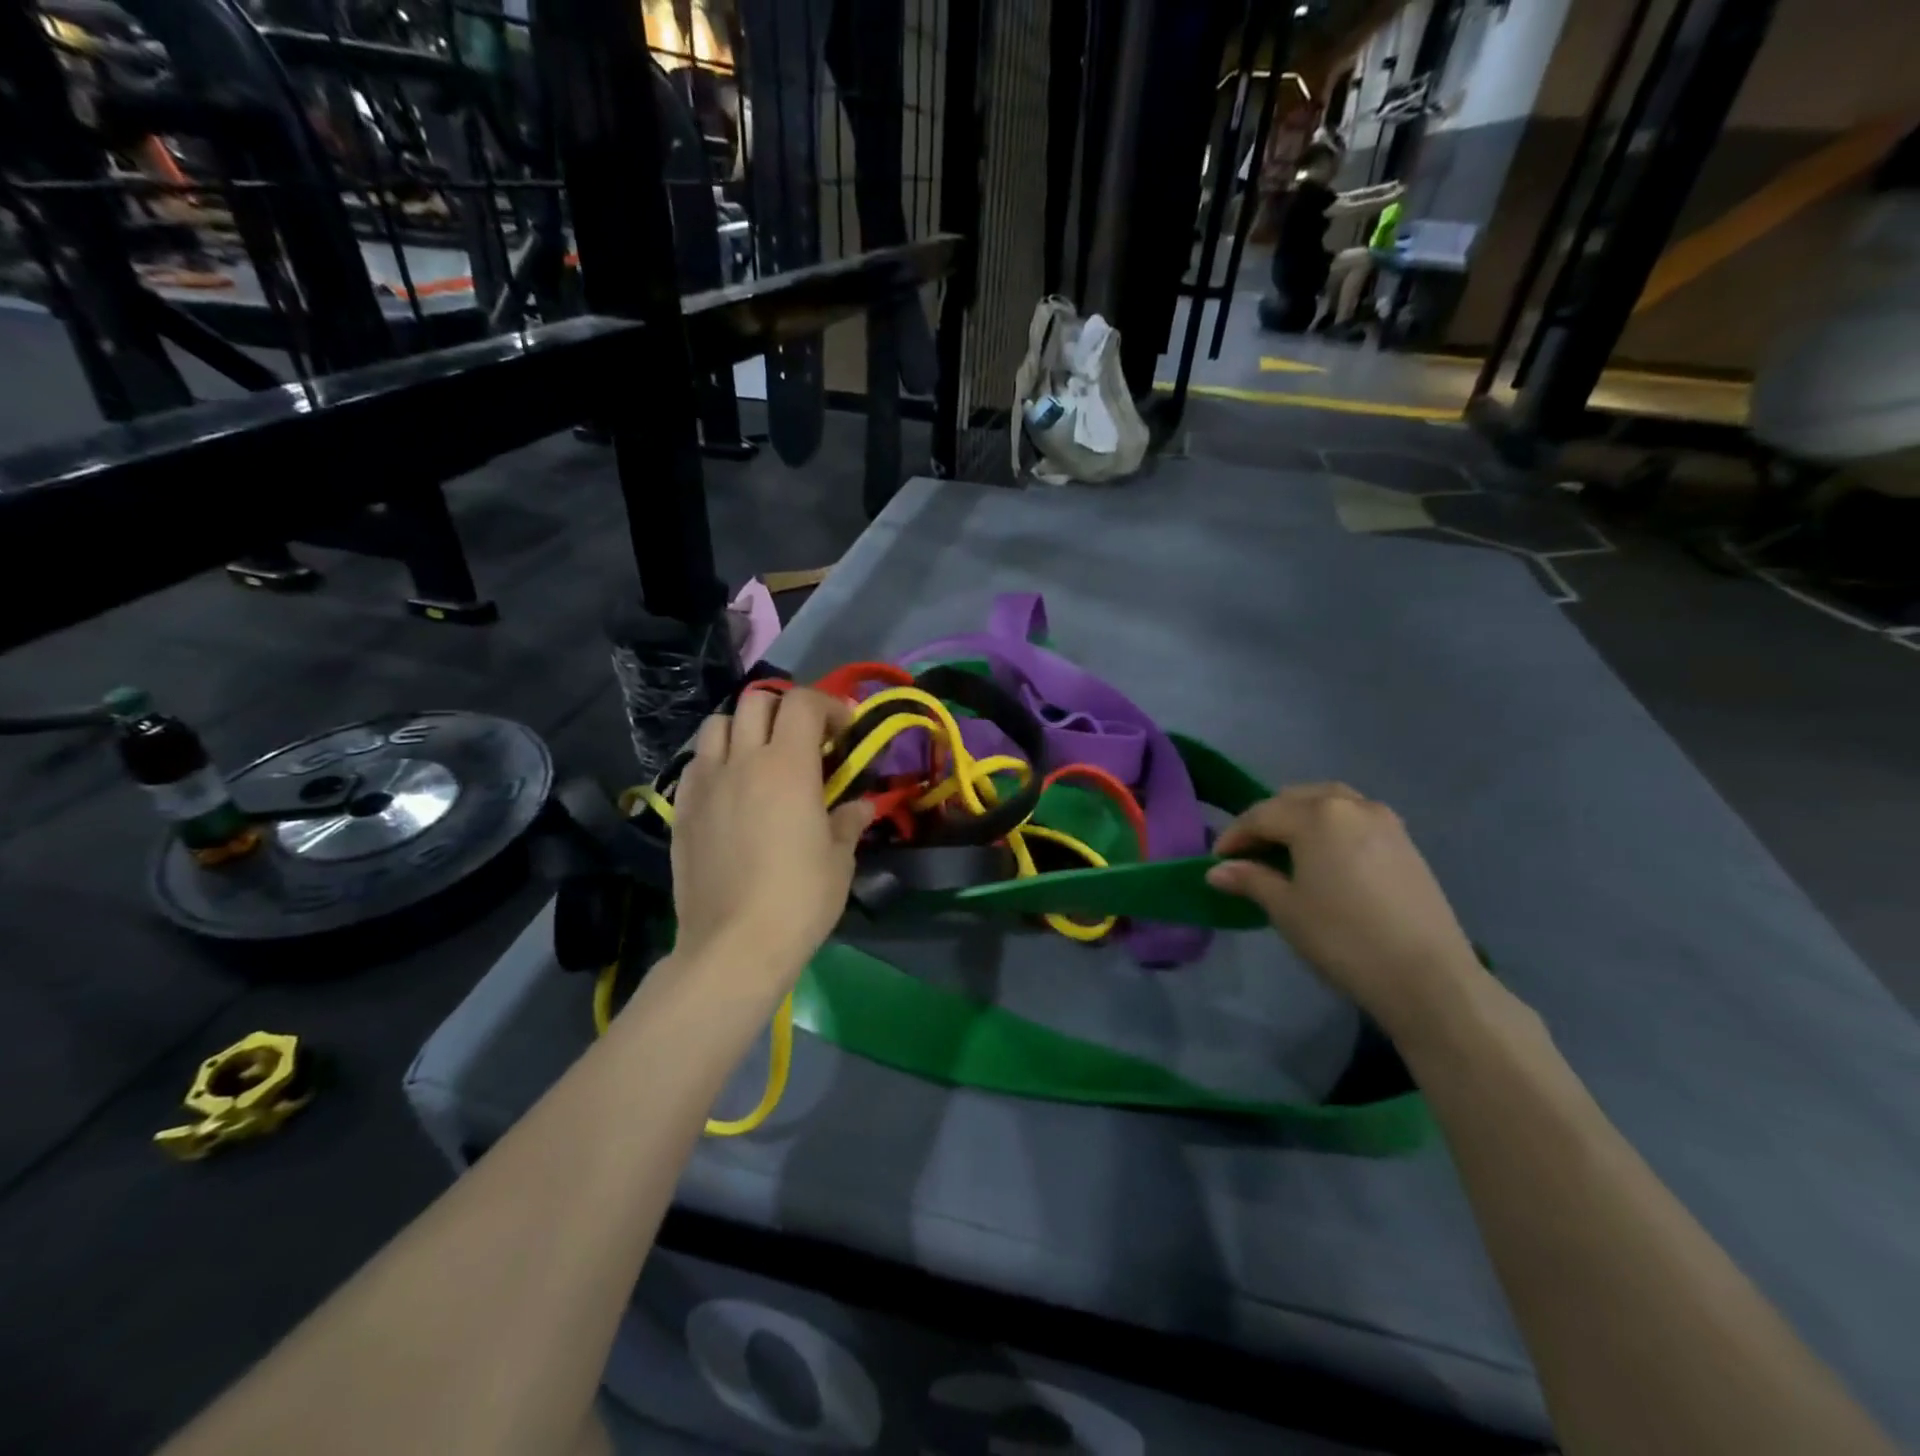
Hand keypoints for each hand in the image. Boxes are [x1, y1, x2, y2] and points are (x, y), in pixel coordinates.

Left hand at [669, 688, 873, 985]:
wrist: (734, 945)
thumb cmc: (799, 900)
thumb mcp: (839, 859)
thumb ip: (849, 820)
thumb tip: (861, 805)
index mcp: (788, 766)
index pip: (803, 703)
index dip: (829, 705)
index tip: (844, 730)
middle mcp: (742, 762)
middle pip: (757, 702)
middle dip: (787, 709)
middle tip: (806, 740)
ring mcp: (705, 784)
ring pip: (717, 724)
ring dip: (744, 728)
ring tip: (762, 756)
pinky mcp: (682, 809)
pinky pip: (696, 763)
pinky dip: (717, 760)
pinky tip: (731, 789)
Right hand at [1205, 784, 1489, 1033]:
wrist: (1428, 977)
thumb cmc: (1343, 938)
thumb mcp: (1286, 909)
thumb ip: (1250, 880)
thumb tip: (1218, 870)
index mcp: (1317, 815)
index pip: (1261, 815)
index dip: (1234, 837)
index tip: (1217, 861)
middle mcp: (1351, 805)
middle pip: (1296, 799)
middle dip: (1267, 821)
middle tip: (1249, 853)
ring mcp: (1385, 821)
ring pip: (1330, 803)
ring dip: (1301, 819)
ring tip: (1286, 851)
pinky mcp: (1406, 843)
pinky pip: (1356, 819)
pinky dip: (1331, 828)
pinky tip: (1325, 860)